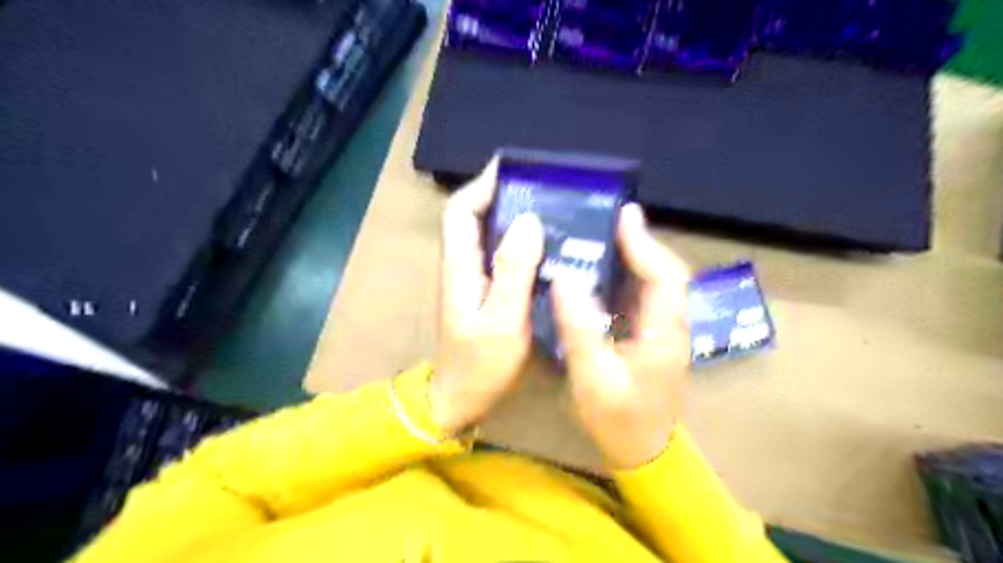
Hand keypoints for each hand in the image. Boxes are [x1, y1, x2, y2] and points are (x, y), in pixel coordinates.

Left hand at [428, 161, 544, 433]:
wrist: (461, 397)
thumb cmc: (481, 363)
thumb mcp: (503, 319)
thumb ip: (514, 271)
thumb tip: (528, 220)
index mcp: (461, 266)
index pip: (461, 210)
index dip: (482, 184)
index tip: (514, 168)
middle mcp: (463, 264)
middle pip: (474, 215)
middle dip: (503, 194)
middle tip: (544, 186)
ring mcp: (473, 278)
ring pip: (489, 233)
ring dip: (514, 215)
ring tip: (553, 207)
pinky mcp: (485, 290)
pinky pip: (502, 254)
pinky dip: (521, 241)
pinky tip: (549, 245)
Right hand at [547, 204, 690, 468]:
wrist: (643, 450)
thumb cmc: (620, 419)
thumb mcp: (594, 379)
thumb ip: (580, 329)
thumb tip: (565, 280)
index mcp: (664, 332)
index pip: (665, 276)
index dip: (645, 243)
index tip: (623, 216)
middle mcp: (670, 324)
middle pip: (663, 272)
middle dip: (638, 242)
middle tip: (606, 218)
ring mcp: (661, 329)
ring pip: (653, 281)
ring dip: (631, 255)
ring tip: (599, 234)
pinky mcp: (649, 334)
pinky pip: (639, 295)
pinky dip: (623, 276)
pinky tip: (598, 270)